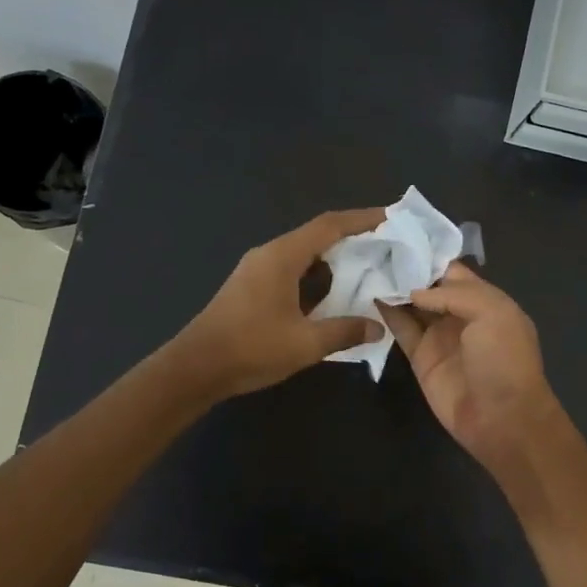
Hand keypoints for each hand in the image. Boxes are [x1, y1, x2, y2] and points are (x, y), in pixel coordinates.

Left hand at [175, 209, 387, 398]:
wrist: (195, 369)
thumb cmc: (251, 349)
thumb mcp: (305, 343)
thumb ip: (344, 331)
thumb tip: (377, 327)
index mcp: (282, 257)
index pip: (329, 226)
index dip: (362, 219)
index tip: (391, 217)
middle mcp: (269, 255)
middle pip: (316, 236)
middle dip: (352, 238)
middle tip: (385, 246)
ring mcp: (257, 271)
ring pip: (303, 255)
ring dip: (333, 259)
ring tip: (366, 269)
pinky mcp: (251, 288)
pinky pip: (291, 270)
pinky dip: (316, 276)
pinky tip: (332, 295)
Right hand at [378, 262, 561, 467]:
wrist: (501, 418)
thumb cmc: (503, 360)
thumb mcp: (492, 313)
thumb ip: (453, 294)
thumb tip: (413, 291)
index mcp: (485, 299)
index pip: (452, 270)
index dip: (428, 255)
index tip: (397, 236)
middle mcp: (460, 314)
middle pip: (428, 285)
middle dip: (405, 268)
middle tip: (372, 246)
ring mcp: (439, 336)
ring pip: (411, 305)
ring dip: (392, 288)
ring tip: (364, 264)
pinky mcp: (420, 358)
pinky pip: (401, 329)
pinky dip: (385, 313)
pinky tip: (367, 294)